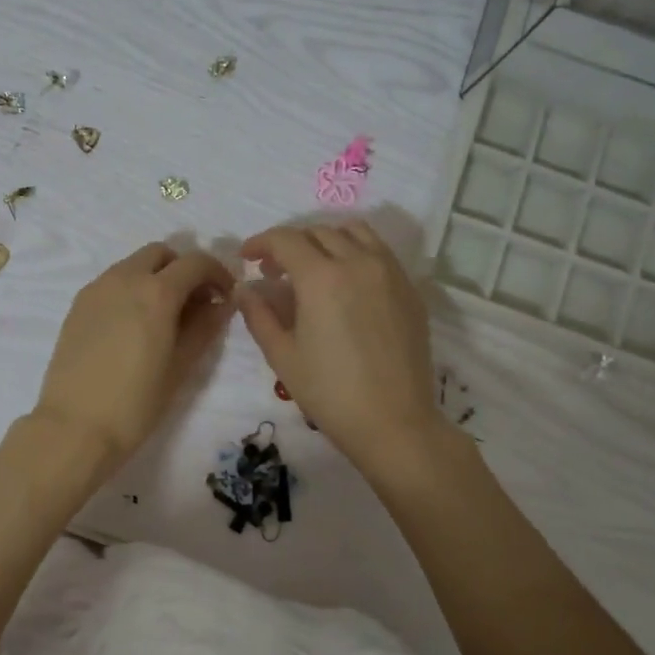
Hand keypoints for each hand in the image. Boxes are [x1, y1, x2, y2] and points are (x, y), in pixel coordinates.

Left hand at [33, 242, 235, 473]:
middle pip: (161, 253)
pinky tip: (133, 325)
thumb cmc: (136, 403)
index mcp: (156, 291)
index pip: (196, 262)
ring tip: (163, 316)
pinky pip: (112, 282)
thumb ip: (204, 327)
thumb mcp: (181, 366)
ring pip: (133, 264)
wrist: (74, 427)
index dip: (217, 273)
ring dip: (155, 276)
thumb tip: (221, 303)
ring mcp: (96, 288)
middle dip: (183, 269)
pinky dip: (130, 288)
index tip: (225, 296)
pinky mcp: (78, 304)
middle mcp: (125, 278)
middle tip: (194, 302)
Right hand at [238, 221, 445, 472]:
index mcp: (322, 277)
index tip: (247, 258)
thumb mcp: (282, 355)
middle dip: (290, 243)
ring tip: (312, 266)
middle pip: (319, 231)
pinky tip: (345, 282)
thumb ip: (259, 315)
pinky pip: (379, 252)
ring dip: (325, 239)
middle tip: (274, 270)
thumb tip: (244, 289)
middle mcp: (358, 262)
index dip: (261, 243)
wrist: (394, 422)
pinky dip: (355, 252)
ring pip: (355, 233)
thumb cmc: (329, 392)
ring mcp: (390, 273)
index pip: (285, 240)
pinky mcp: (409, 290)